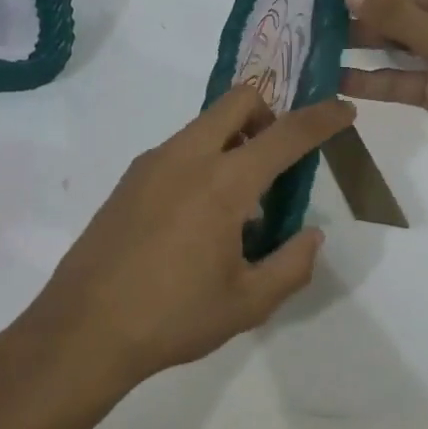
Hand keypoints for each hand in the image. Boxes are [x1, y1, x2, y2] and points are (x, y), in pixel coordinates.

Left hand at [10, 87, 356, 392]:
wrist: (83, 329)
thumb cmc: (173, 317)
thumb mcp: (248, 303)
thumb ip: (292, 265)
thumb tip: (312, 235)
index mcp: (223, 182)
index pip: (285, 134)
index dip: (321, 119)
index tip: (344, 110)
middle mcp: (187, 156)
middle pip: (239, 99)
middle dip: (270, 113)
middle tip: (279, 158)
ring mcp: (152, 162)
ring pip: (206, 123)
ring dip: (235, 140)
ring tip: (238, 206)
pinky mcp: (130, 178)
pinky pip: (180, 148)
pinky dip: (204, 160)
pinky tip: (198, 218)